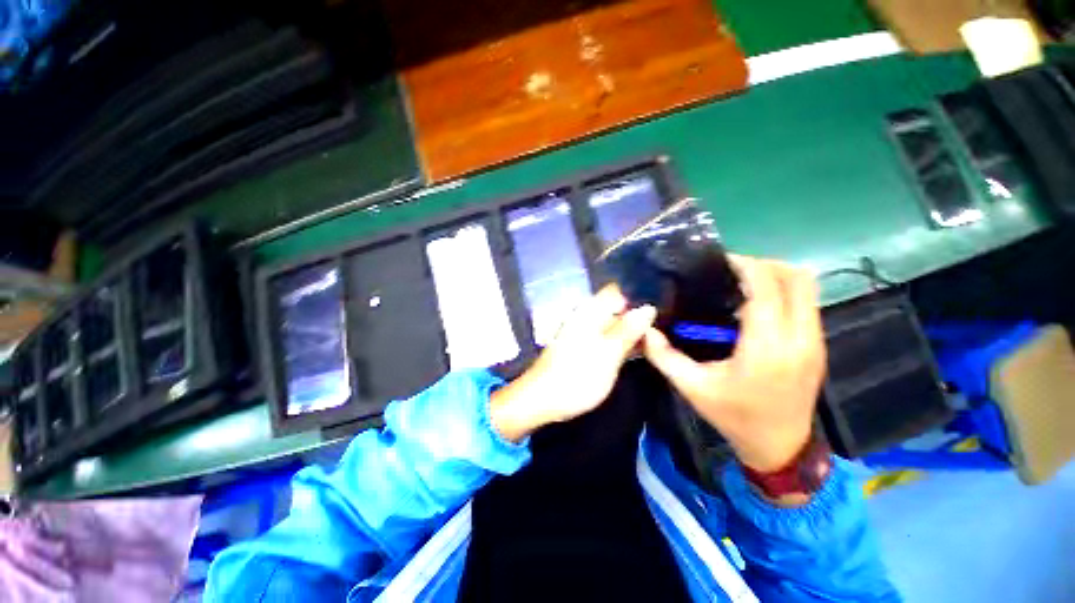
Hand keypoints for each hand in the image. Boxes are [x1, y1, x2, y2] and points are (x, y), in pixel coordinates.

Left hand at [490, 286, 656, 441]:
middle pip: (616, 307)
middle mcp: (586, 317)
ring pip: (613, 323)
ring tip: (659, 336)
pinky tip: (639, 348)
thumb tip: (649, 307)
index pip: (617, 290)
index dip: (639, 293)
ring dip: (632, 328)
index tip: (664, 302)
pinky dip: (622, 340)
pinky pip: (607, 336)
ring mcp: (584, 332)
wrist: (543, 399)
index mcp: (590, 312)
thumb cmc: (576, 376)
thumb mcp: (608, 353)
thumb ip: (628, 330)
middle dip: (639, 313)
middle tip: (666, 324)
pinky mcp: (584, 347)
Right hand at [643, 256, 826, 472]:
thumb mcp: (692, 387)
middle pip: (797, 278)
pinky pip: (807, 303)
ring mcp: (815, 341)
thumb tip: (645, 330)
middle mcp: (799, 338)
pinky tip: (756, 306)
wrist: (781, 448)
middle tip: (731, 270)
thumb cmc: (734, 416)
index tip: (721, 260)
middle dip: (764, 265)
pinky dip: (783, 293)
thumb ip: (664, 356)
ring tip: (742, 283)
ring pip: (807, 288)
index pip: (766, 287)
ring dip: (776, 276)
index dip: (745, 266)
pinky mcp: (818, 346)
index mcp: (767, 347)